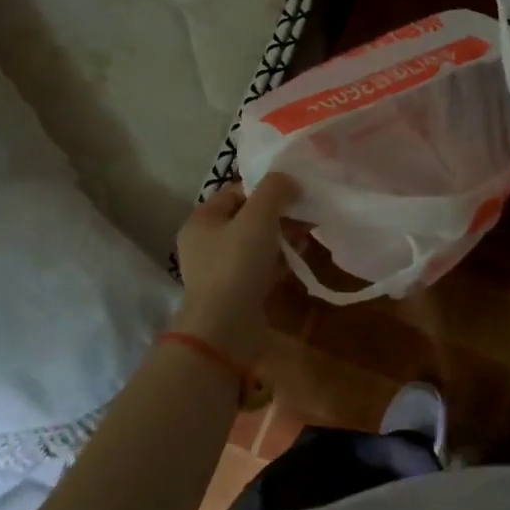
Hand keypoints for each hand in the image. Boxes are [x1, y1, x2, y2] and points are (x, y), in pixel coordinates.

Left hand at [173, 174, 299, 359]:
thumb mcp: (258, 217)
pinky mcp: (233, 292)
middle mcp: (205, 242)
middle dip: (279, 215)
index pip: (237, 191)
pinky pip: (258, 268)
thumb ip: (275, 189)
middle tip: (307, 218)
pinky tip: (296, 263)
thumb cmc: (237, 264)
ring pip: (255, 243)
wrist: (224, 328)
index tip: (295, 194)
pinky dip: (277, 262)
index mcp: (202, 219)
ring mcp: (218, 269)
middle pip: (248, 217)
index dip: (267, 189)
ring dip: (281, 239)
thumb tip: (289, 180)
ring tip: (306, 240)